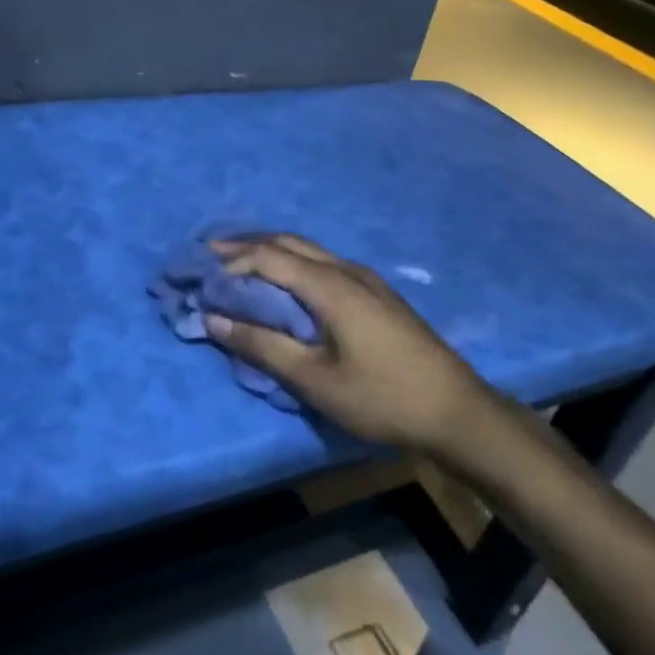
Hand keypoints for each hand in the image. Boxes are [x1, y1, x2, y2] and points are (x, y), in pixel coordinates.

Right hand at [204, 234, 492, 452]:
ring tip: (241, 263)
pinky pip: (324, 263)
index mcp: (330, 286)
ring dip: (271, 251)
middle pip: (289, 243)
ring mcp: (366, 280)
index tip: (198, 270)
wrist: (456, 411)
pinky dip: (293, 263)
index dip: (230, 260)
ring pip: (309, 250)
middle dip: (247, 244)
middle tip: (211, 253)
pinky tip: (287, 281)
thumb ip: (262, 346)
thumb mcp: (314, 379)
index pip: (268, 257)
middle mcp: (347, 270)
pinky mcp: (377, 294)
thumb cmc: (381, 397)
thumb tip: (214, 318)